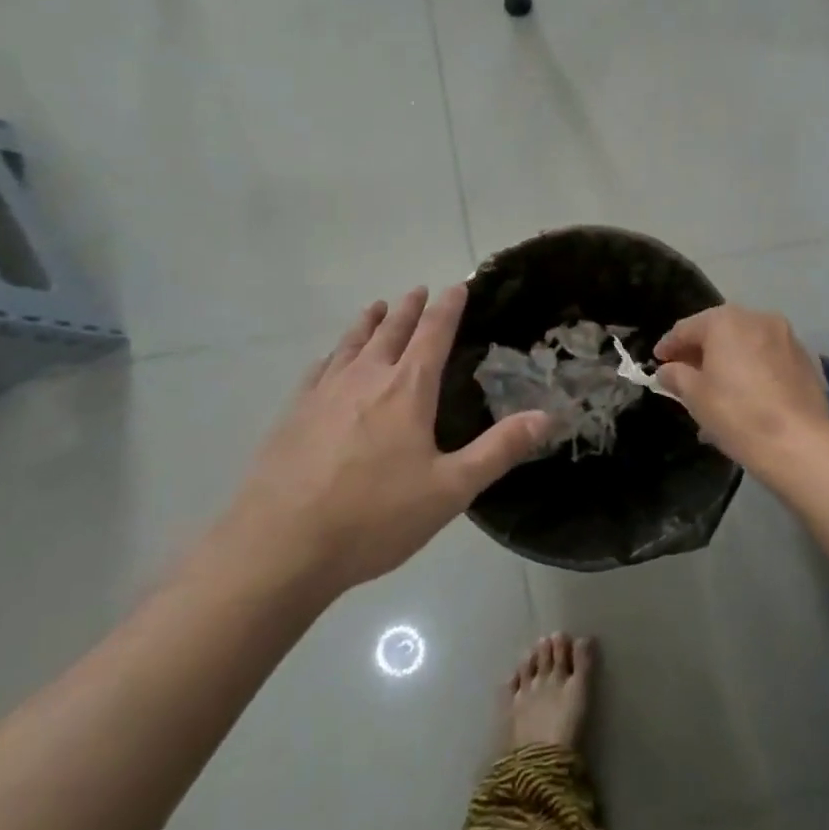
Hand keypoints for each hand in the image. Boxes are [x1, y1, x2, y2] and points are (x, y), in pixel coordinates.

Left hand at [226, 286, 552, 591]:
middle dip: (409, 308)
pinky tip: (330, 359)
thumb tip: (547, 415)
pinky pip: (319, 369)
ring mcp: (325, 392)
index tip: (458, 286)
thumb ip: (499, 450)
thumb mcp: (450, 490)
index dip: (448, 307)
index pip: (433, 333)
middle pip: (391, 330)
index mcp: (407, 389)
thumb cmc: (374, 517)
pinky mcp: (294, 413)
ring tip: (377, 307)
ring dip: (369, 322)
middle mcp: (366, 377)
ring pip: (352, 343)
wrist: (281, 544)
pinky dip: (333, 353)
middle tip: (418, 290)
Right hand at [654, 305, 828, 476]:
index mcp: (726, 321)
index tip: (657, 362)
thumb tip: (667, 370)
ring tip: (715, 391)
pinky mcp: (806, 361)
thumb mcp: (694, 396)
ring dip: (727, 362)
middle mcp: (758, 319)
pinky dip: (752, 372)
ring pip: (746, 346)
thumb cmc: (737, 414)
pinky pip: (768, 360)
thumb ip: (676, 376)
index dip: (668, 346)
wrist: (800, 444)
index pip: (686, 328)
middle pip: (719, 332)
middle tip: (684, 375)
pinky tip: (745, 397)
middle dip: (700, 352)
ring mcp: (787, 338)